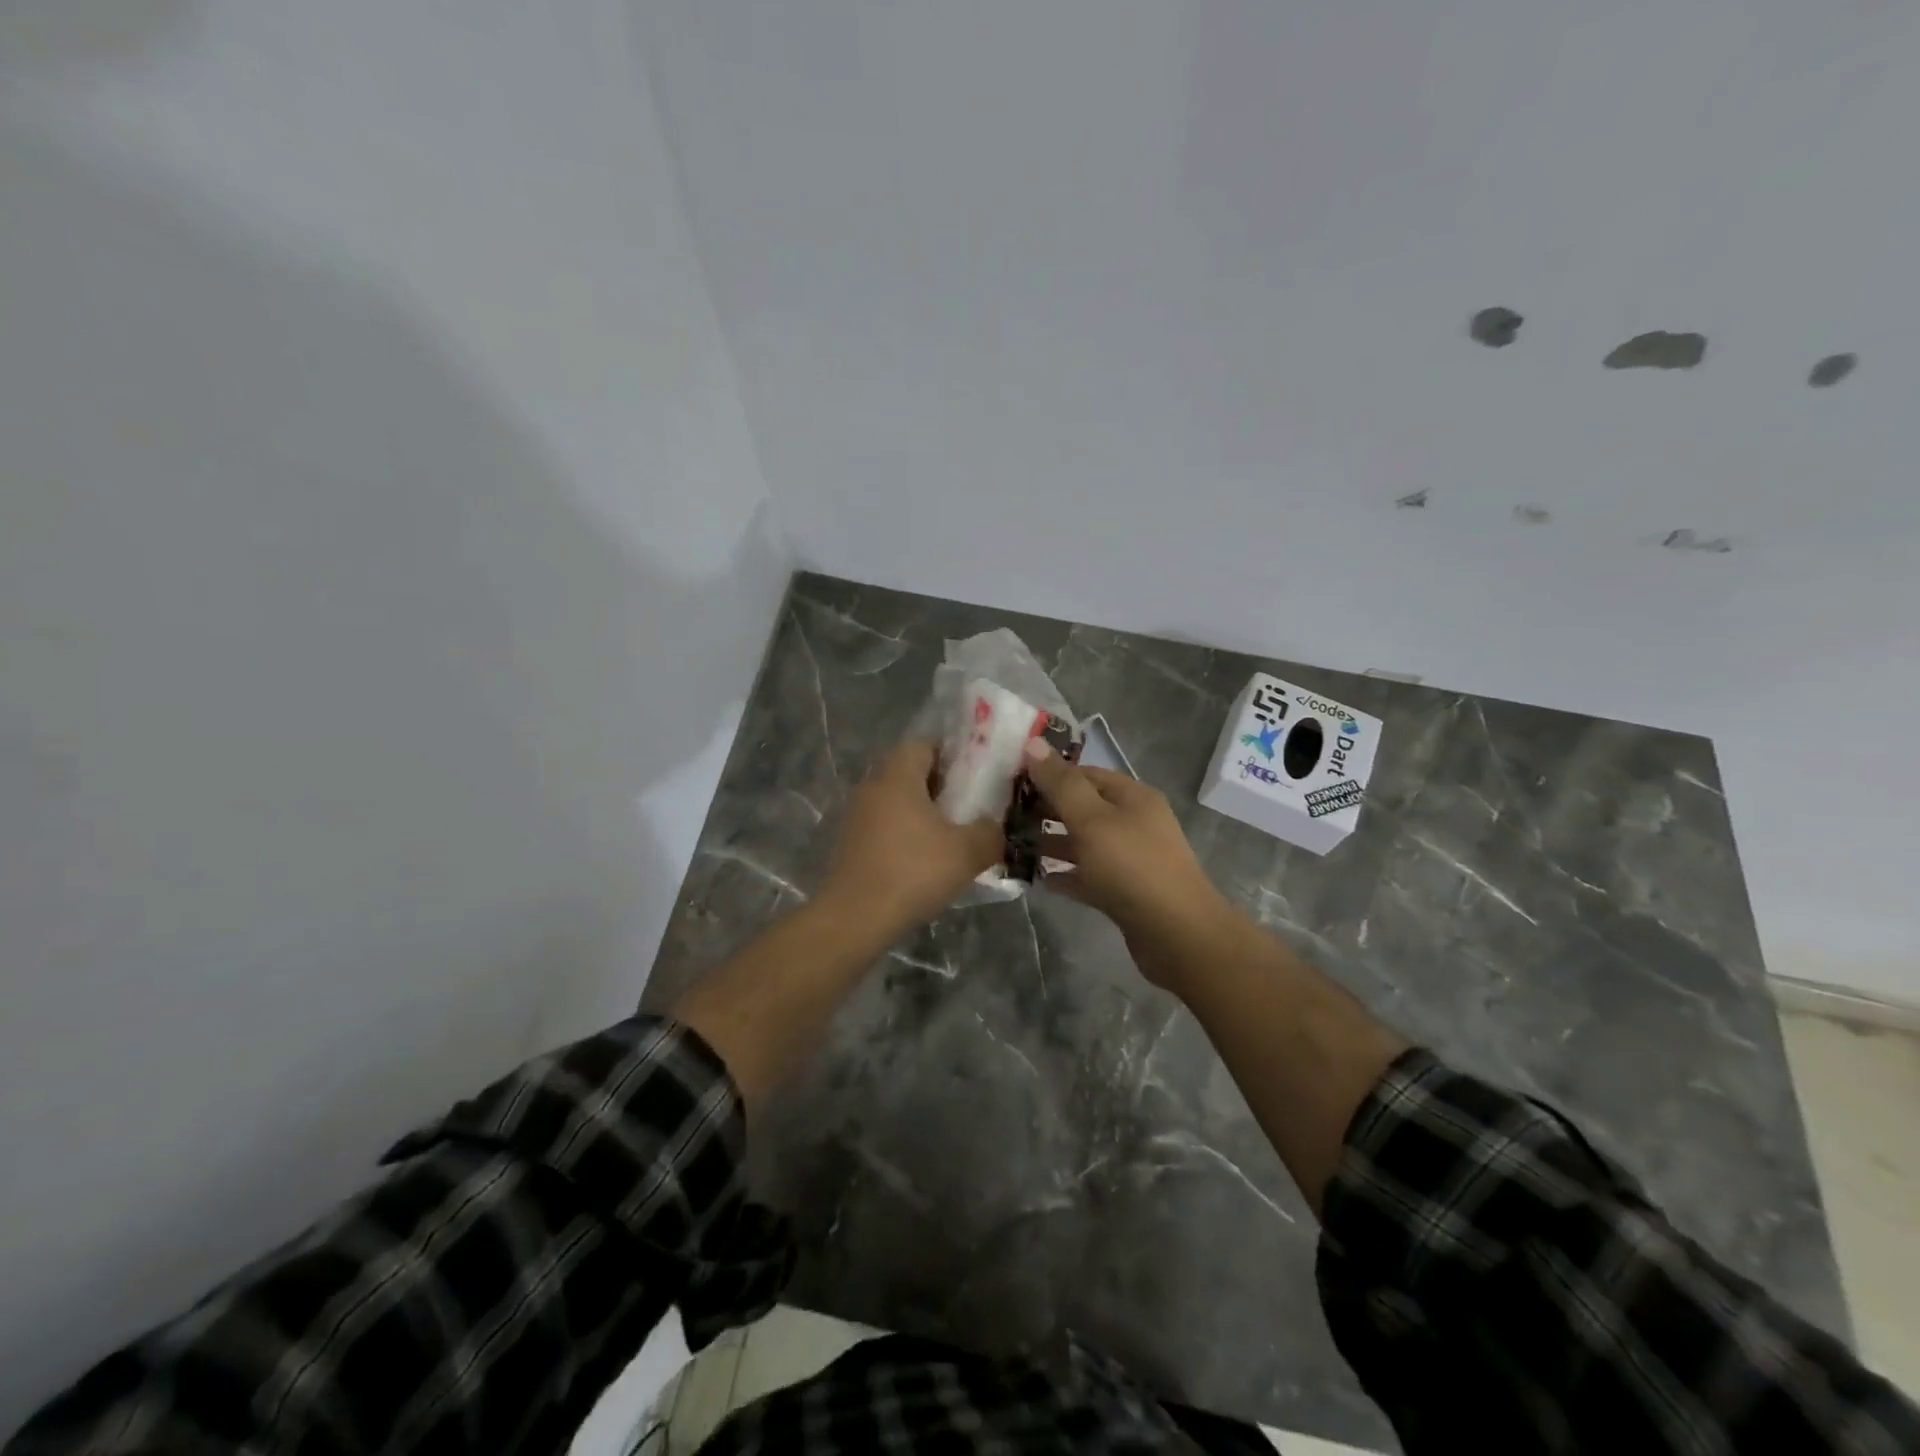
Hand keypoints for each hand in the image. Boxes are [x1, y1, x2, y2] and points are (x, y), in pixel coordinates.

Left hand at [820, 740, 1006, 938]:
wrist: (855, 918)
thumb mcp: (967, 852)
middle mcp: (872, 786)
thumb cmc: (913, 872)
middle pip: (910, 772)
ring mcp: (857, 816)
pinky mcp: (850, 844)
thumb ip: (990, 832)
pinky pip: (884, 827)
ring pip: (897, 802)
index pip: (925, 744)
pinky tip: (924, 862)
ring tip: (951, 837)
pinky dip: (905, 835)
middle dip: (941, 787)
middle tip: (970, 808)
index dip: (953, 755)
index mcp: (898, 775)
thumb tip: (995, 827)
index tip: (976, 777)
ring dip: (922, 813)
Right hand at [1022, 740, 1232, 989]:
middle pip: (1083, 807)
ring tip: (1013, 845)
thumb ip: (1060, 784)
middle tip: (1006, 816)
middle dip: (1047, 810)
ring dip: (1052, 843)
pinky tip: (1038, 878)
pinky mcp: (1125, 891)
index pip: (1084, 774)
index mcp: (1132, 797)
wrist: (1178, 935)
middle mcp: (1134, 822)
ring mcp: (1131, 858)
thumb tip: (1031, 743)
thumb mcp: (1091, 819)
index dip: (1049, 774)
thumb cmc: (1132, 867)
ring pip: (1084, 843)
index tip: (1011, 782)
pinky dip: (1066, 874)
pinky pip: (1088, 876)